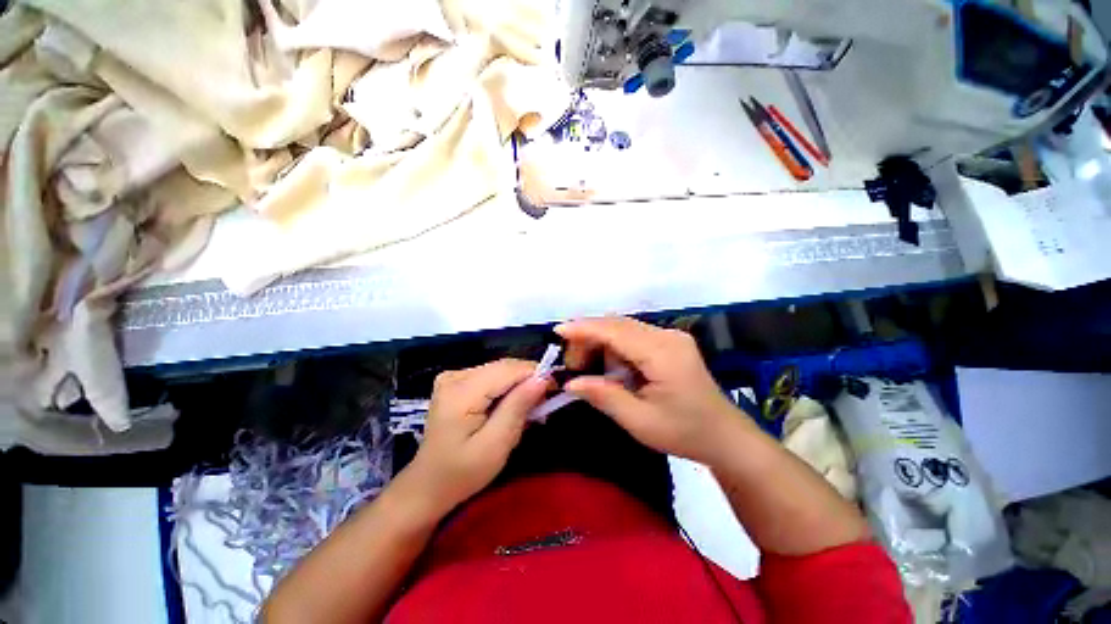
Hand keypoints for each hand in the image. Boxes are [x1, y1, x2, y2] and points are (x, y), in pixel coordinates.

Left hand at [406, 359, 549, 514]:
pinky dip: (506, 388)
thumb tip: (543, 378)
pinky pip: (491, 376)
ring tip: (529, 409)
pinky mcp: (456, 382)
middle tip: (543, 405)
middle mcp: (455, 375)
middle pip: (504, 367)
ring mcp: (453, 377)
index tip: (555, 391)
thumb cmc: (462, 473)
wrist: (428, 486)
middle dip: (528, 381)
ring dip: (518, 385)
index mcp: (461, 391)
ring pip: (500, 370)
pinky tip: (510, 406)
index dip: (535, 374)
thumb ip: (518, 407)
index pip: (508, 369)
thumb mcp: (496, 445)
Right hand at [556, 317, 746, 463]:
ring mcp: (671, 337)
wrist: (725, 436)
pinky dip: (615, 347)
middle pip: (618, 324)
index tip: (558, 331)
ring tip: (589, 367)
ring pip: (624, 328)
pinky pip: (634, 336)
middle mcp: (667, 336)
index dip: (584, 329)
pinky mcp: (670, 342)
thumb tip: (571, 382)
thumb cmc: (684, 432)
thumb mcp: (640, 422)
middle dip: (589, 337)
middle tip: (573, 364)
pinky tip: (612, 368)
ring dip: (601, 342)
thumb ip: (604, 396)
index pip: (615, 331)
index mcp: (663, 353)